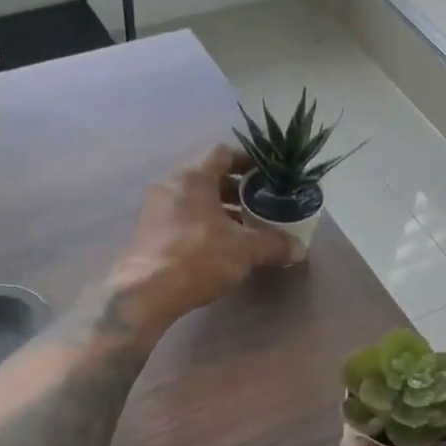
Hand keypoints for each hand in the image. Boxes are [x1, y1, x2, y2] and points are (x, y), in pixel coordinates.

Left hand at [110, 143, 295, 327]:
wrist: (145, 292)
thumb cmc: (198, 257)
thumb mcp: (245, 249)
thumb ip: (274, 244)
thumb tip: (300, 249)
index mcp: (193, 175)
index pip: (223, 152)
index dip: (249, 161)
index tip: (268, 176)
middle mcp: (171, 184)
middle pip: (209, 176)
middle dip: (237, 189)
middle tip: (262, 203)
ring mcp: (155, 208)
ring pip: (195, 198)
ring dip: (220, 208)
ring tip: (246, 227)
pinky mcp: (148, 231)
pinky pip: (182, 216)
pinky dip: (203, 223)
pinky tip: (220, 245)